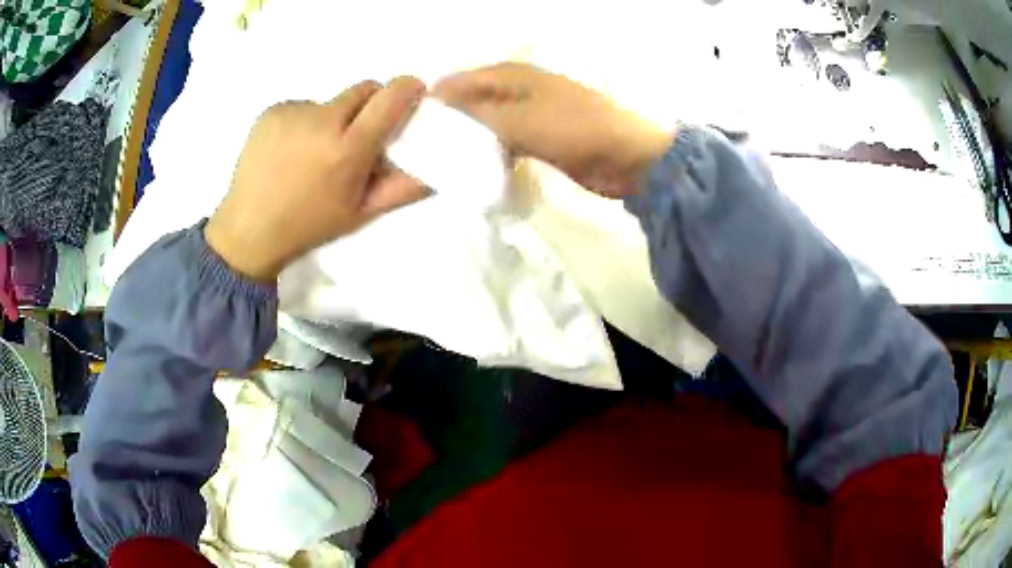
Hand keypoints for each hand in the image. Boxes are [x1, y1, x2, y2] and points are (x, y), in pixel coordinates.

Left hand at [205, 77, 427, 281]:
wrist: (248, 230)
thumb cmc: (309, 226)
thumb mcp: (361, 214)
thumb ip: (403, 189)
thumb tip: (438, 170)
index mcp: (347, 149)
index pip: (389, 97)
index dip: (407, 88)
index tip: (411, 93)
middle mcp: (321, 122)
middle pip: (362, 90)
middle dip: (370, 104)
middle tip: (357, 134)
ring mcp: (292, 113)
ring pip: (330, 101)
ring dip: (332, 118)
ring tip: (313, 153)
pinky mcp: (271, 112)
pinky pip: (301, 107)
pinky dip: (303, 123)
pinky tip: (289, 151)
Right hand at [434, 63, 672, 197]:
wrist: (627, 159)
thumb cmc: (576, 130)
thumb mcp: (521, 121)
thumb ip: (479, 115)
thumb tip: (440, 110)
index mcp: (512, 76)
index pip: (461, 80)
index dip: (436, 98)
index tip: (409, 124)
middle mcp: (517, 89)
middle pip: (471, 100)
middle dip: (448, 119)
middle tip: (420, 146)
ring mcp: (530, 114)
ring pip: (486, 121)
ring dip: (467, 137)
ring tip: (438, 158)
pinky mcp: (539, 138)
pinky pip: (503, 140)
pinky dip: (488, 150)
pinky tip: (472, 166)